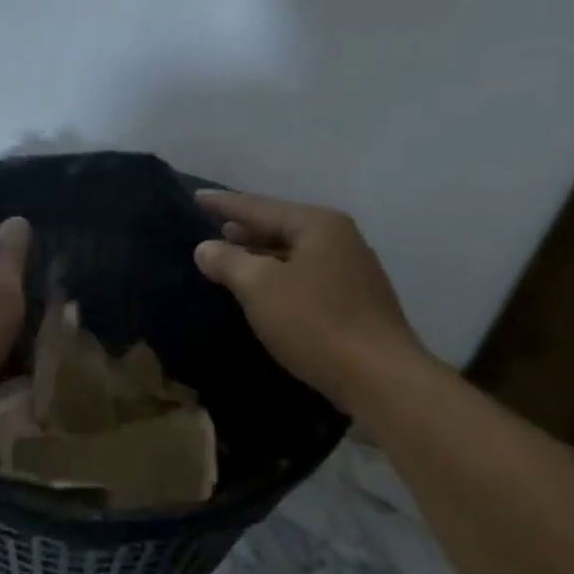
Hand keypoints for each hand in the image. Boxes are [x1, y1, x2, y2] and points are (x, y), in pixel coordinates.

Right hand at [193, 190, 424, 413]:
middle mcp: (341, 238)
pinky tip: (269, 292)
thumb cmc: (314, 323)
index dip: (225, 204)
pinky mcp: (357, 301)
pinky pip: (309, 276)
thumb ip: (229, 262)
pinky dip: (283, 276)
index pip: (260, 207)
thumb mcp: (260, 288)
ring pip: (297, 253)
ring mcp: (354, 270)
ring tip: (236, 258)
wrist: (378, 376)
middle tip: (216, 229)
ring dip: (264, 254)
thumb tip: (206, 248)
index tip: (196, 197)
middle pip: (283, 226)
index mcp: (318, 224)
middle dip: (248, 229)